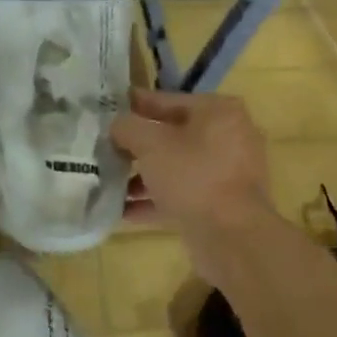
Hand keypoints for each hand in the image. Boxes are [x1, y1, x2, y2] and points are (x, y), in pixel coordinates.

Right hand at [111, 89, 271, 230]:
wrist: (232, 237)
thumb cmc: (193, 176)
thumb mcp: (151, 144)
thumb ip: (128, 127)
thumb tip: (117, 126)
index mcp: (218, 111)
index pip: (167, 100)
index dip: (134, 104)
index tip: (107, 108)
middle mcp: (228, 137)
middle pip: (172, 136)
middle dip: (137, 146)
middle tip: (104, 148)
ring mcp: (228, 174)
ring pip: (176, 168)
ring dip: (143, 176)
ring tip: (108, 183)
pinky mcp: (221, 205)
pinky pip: (182, 195)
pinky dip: (155, 201)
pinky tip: (122, 211)